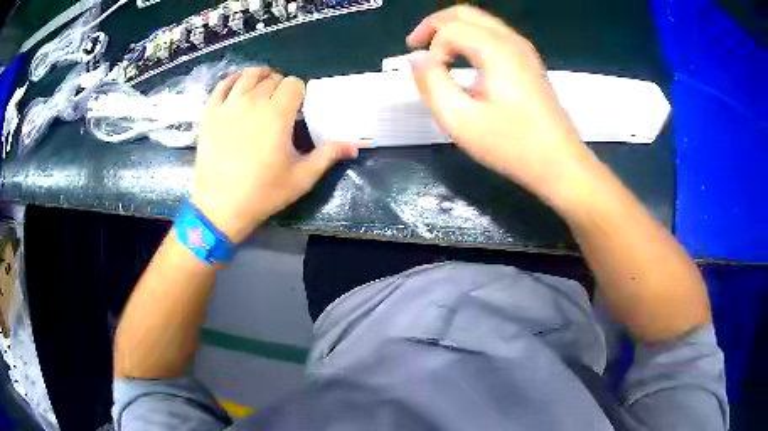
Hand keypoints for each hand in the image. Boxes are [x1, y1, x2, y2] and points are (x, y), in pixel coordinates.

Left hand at [192, 67, 358, 242]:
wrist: (220, 207)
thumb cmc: (263, 193)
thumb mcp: (301, 178)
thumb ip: (327, 156)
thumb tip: (354, 146)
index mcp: (278, 114)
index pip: (294, 84)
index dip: (300, 92)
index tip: (298, 107)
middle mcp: (253, 102)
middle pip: (272, 78)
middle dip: (281, 86)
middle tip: (281, 104)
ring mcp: (228, 105)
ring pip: (248, 76)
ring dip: (260, 77)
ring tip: (263, 87)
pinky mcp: (210, 113)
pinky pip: (222, 85)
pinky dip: (233, 79)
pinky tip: (239, 84)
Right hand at [407, 6, 596, 205]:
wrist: (561, 165)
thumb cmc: (513, 146)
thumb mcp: (461, 121)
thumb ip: (432, 84)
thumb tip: (417, 59)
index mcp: (496, 49)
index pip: (449, 30)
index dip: (431, 49)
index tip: (429, 79)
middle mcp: (511, 40)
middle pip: (464, 13)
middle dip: (434, 24)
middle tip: (415, 45)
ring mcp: (524, 50)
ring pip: (480, 21)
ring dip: (453, 30)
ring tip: (435, 53)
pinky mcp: (529, 62)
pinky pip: (494, 35)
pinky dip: (471, 39)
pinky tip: (463, 60)